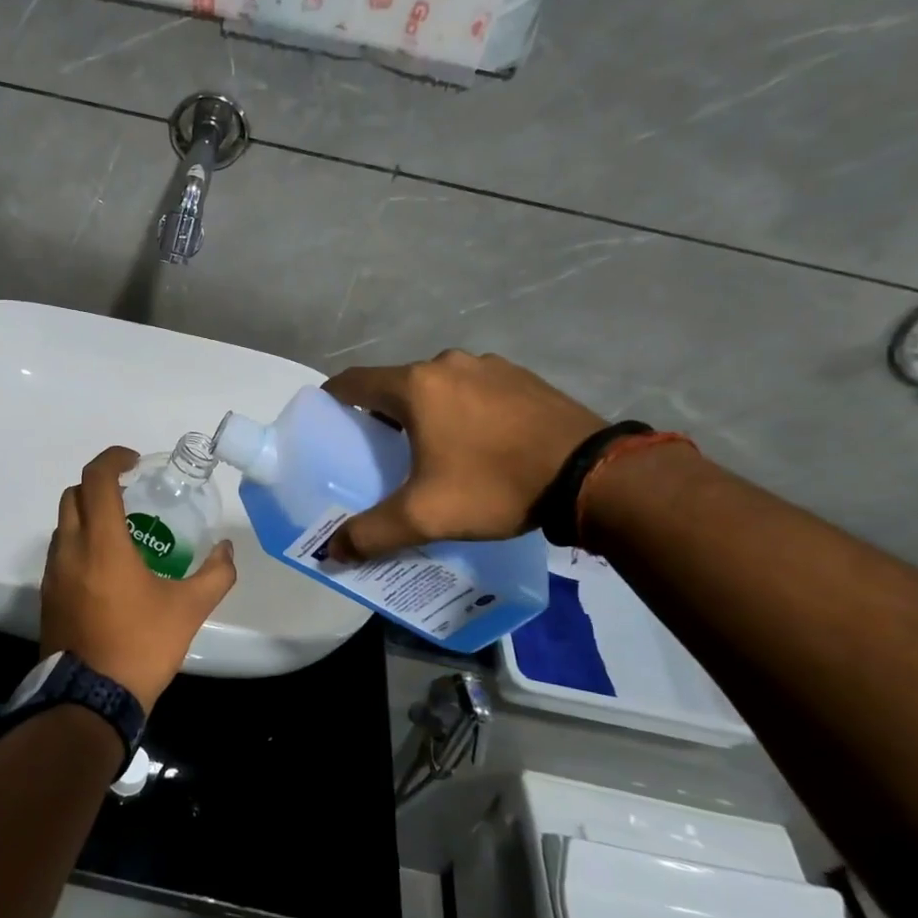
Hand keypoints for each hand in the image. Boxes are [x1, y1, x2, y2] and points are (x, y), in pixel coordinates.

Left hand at [40, 447, 237, 713]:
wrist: (89, 700)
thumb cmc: (140, 645)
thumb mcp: (189, 609)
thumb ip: (216, 574)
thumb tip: (226, 549)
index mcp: (101, 542)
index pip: (96, 479)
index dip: (113, 459)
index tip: (135, 462)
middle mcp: (69, 549)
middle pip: (74, 495)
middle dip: (100, 485)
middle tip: (131, 495)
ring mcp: (52, 573)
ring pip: (63, 524)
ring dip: (88, 515)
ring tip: (122, 532)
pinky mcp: (47, 596)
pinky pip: (60, 552)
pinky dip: (80, 542)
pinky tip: (107, 568)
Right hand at [321, 350, 604, 558]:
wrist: (591, 474)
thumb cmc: (495, 485)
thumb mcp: (425, 516)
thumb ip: (371, 533)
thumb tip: (331, 552)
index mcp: (415, 386)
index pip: (354, 381)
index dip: (333, 397)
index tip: (326, 418)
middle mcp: (448, 364)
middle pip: (397, 384)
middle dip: (382, 412)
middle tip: (379, 449)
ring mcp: (489, 366)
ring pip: (438, 386)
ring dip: (426, 410)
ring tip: (431, 449)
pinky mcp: (523, 377)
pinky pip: (475, 389)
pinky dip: (463, 408)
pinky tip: (478, 442)